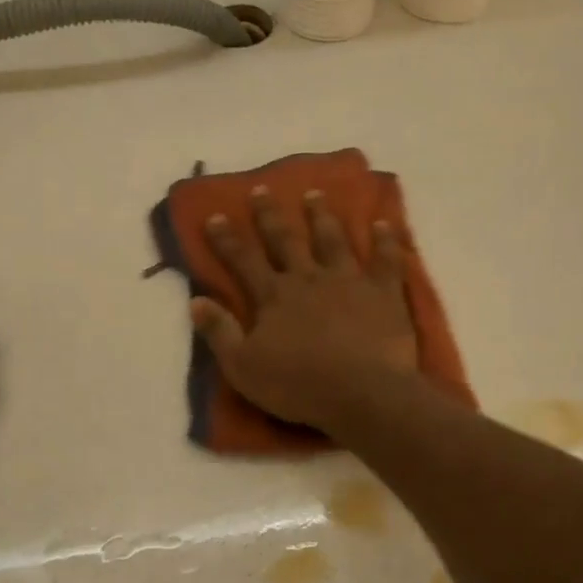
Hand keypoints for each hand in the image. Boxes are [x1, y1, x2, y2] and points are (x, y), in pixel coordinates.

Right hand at [192, 186, 418, 431]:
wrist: (363, 393)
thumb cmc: (299, 386)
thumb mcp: (243, 367)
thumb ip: (219, 332)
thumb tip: (196, 300)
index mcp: (273, 296)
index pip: (243, 260)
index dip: (226, 239)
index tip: (215, 216)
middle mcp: (308, 278)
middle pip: (286, 240)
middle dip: (270, 215)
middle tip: (262, 189)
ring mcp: (349, 280)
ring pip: (332, 239)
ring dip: (321, 216)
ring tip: (315, 193)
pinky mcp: (384, 292)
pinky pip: (386, 259)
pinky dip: (386, 240)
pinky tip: (383, 222)